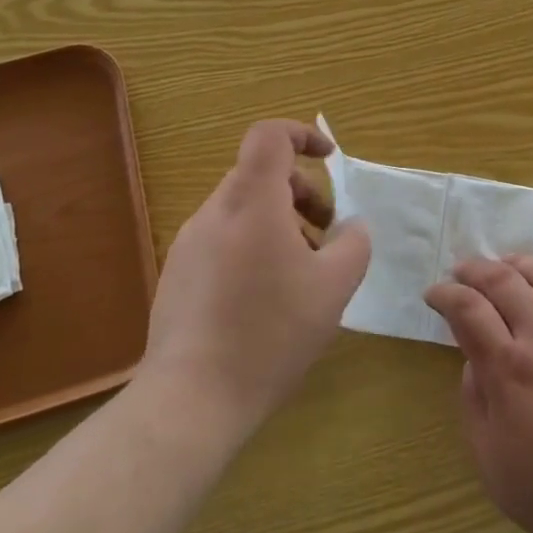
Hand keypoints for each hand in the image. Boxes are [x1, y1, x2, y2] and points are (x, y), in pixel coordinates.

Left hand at [144, 120, 370, 433]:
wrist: (191, 398)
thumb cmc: (270, 333)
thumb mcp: (333, 287)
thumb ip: (353, 244)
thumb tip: (351, 226)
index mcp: (251, 202)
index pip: (269, 135)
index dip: (302, 134)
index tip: (330, 158)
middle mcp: (215, 212)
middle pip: (260, 175)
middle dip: (302, 193)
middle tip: (327, 235)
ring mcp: (189, 243)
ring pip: (243, 210)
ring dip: (280, 223)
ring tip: (303, 272)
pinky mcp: (178, 274)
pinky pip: (223, 240)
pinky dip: (254, 247)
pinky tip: (267, 299)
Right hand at [425, 255, 532, 532]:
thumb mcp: (493, 464)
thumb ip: (475, 404)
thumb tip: (474, 362)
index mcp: (509, 370)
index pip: (468, 309)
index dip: (445, 294)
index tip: (433, 294)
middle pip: (504, 281)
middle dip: (475, 269)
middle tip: (461, 271)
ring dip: (520, 263)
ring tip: (506, 265)